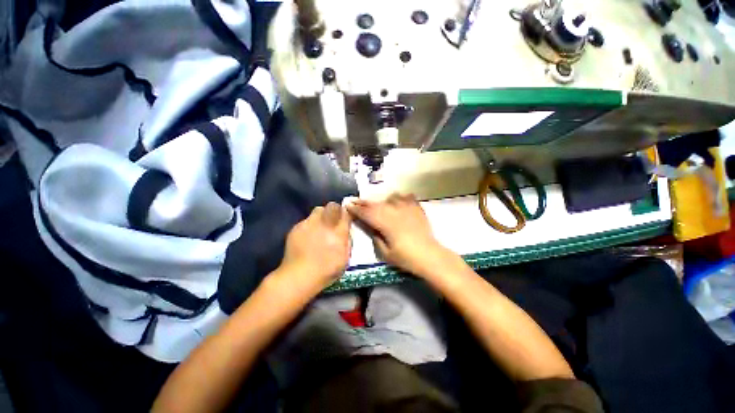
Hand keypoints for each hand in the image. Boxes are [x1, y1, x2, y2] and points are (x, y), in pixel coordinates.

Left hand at [278, 202, 351, 293]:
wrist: (299, 277)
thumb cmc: (326, 270)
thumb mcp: (345, 257)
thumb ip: (347, 239)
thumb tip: (346, 229)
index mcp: (338, 232)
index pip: (345, 213)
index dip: (346, 213)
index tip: (346, 218)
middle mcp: (324, 224)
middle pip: (331, 206)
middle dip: (334, 210)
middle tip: (333, 220)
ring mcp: (308, 224)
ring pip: (317, 211)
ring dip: (321, 216)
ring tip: (319, 227)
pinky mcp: (296, 228)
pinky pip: (306, 221)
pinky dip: (309, 225)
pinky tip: (308, 237)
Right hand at [347, 194, 451, 277]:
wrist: (429, 255)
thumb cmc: (406, 257)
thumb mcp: (385, 252)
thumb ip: (375, 236)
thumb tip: (370, 226)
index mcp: (385, 222)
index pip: (366, 213)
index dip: (356, 209)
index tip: (348, 205)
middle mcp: (394, 211)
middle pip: (375, 204)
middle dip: (364, 202)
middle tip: (355, 201)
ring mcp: (406, 207)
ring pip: (389, 197)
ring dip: (380, 200)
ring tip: (377, 204)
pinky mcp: (416, 207)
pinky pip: (405, 197)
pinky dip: (398, 198)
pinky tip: (397, 201)